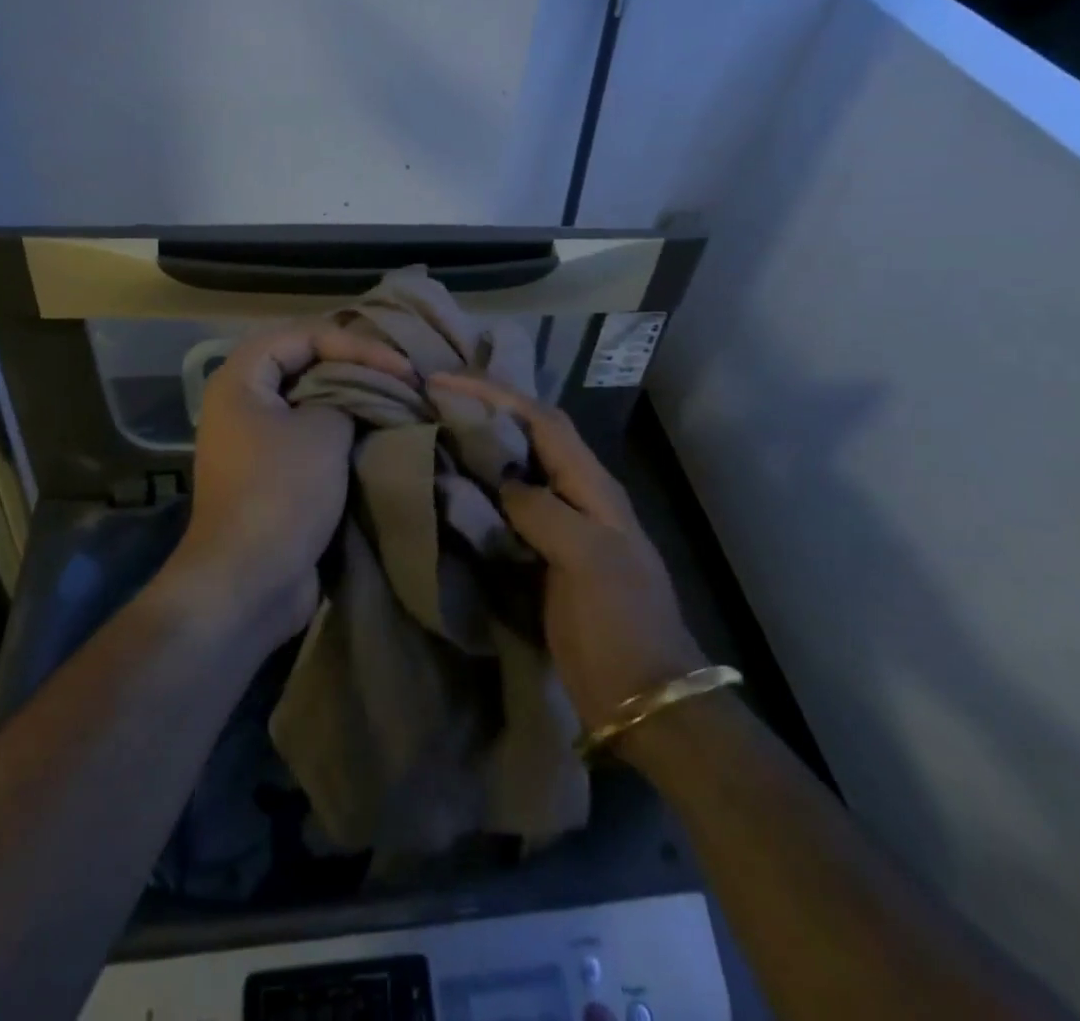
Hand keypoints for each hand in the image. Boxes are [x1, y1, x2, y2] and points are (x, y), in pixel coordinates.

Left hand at [171, 323, 414, 648]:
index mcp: (241, 379)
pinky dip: (342, 430)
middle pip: (304, 362)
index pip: (303, 335)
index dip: (355, 344)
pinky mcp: (272, 472)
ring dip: (351, 398)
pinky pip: (310, 435)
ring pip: (310, 400)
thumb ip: (347, 397)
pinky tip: (378, 432)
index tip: (401, 368)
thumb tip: (362, 395)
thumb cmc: (282, 492)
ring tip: (396, 399)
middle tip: (401, 375)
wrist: (248, 581)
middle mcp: (242, 402)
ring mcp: (254, 439)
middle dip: (355, 365)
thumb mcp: (323, 432)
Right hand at [429, 373, 706, 729]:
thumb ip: (543, 511)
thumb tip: (502, 481)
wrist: (643, 697)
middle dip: (488, 409)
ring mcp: (563, 526)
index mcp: (593, 486)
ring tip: (438, 431)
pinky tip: (454, 489)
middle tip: (436, 398)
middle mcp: (578, 495)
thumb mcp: (587, 559)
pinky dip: (481, 490)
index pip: (543, 420)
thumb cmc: (620, 623)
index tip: (445, 381)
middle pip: (531, 435)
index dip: (496, 394)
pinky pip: (508, 509)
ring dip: (482, 445)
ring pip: (518, 468)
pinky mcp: (546, 555)